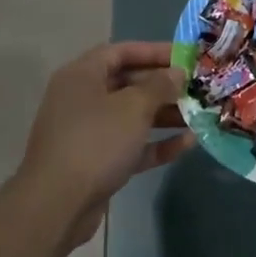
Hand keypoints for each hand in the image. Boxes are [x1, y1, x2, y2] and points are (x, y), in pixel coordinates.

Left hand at [16, 42, 192, 247]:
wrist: (57, 205)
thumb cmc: (96, 142)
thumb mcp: (133, 107)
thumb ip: (159, 86)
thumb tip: (177, 73)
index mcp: (82, 75)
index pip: (121, 52)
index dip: (154, 51)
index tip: (185, 56)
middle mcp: (82, 98)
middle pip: (128, 83)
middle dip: (163, 86)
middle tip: (197, 88)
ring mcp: (87, 132)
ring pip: (131, 116)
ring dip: (164, 115)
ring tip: (198, 115)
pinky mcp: (95, 163)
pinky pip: (130, 145)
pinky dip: (155, 143)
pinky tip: (187, 144)